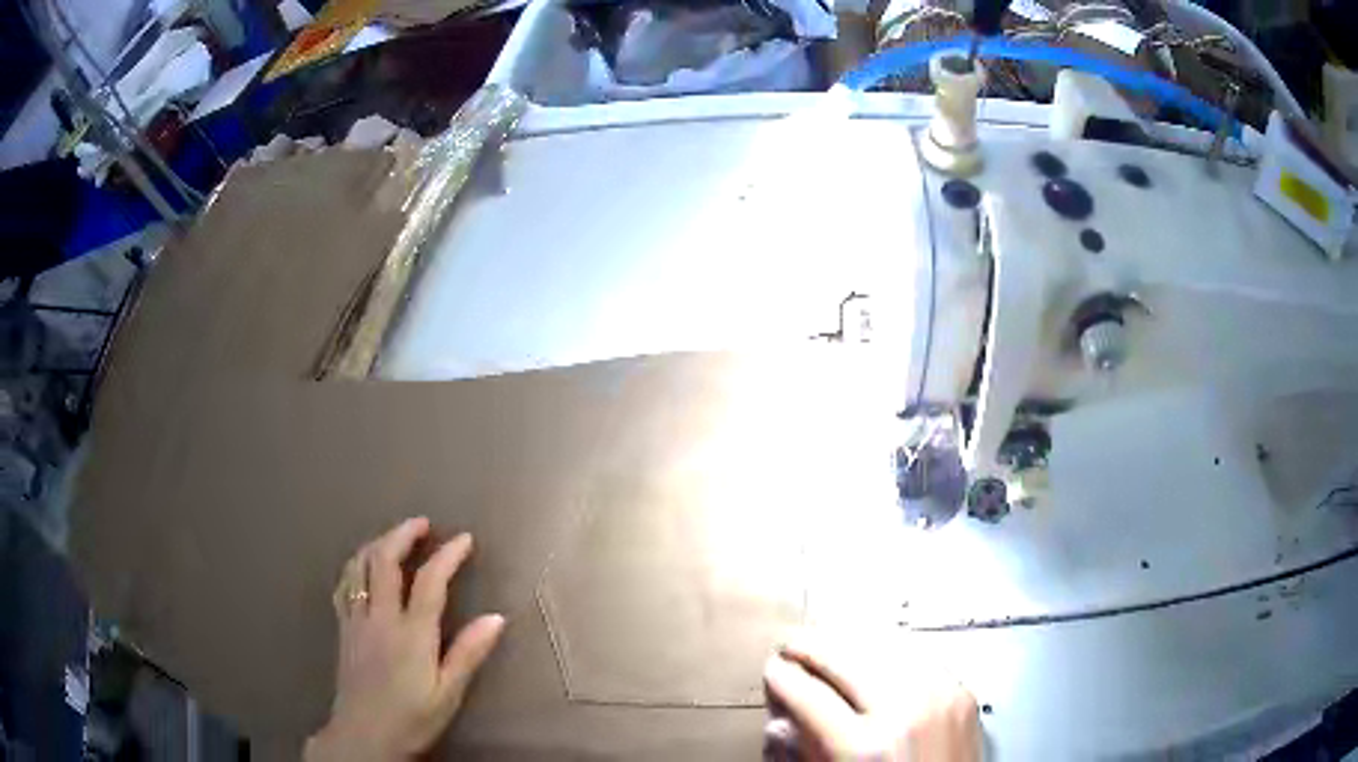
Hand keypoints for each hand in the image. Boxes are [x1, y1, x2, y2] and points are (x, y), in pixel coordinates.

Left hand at [305, 517, 505, 761]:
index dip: (447, 555)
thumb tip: (496, 618)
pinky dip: (354, 565)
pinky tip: (362, 568)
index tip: (465, 539)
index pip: (429, 581)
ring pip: (358, 566)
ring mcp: (356, 620)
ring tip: (395, 538)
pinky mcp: (343, 629)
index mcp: (411, 634)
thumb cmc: (412, 718)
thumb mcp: (448, 694)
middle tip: (423, 524)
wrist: (364, 736)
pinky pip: (343, 584)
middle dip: (403, 534)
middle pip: (384, 560)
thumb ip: (468, 654)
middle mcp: (380, 618)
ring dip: (377, 543)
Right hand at [763, 634, 979, 761]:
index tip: (773, 669)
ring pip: (885, 648)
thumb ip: (806, 752)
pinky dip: (890, 653)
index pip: (807, 694)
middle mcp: (905, 714)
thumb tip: (782, 720)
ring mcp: (940, 699)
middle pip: (846, 659)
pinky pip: (919, 658)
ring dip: (851, 644)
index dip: (782, 678)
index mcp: (864, 748)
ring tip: (830, 646)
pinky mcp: (962, 695)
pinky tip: (875, 655)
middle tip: (793, 646)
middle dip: (812, 648)